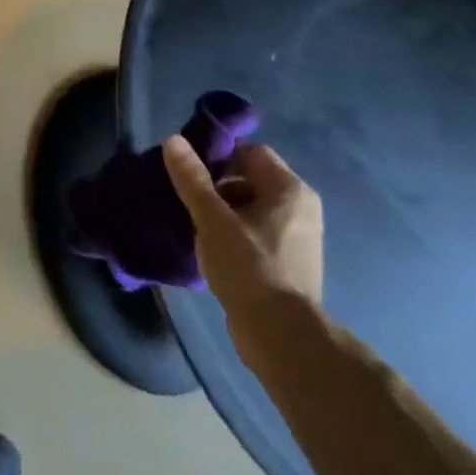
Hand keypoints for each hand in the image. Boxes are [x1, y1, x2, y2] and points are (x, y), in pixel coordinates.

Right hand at [163, 138, 323, 361]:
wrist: (281, 334)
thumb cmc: (249, 267)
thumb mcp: (212, 219)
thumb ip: (192, 179)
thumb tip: (174, 140)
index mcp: (290, 190)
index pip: (251, 153)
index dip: (219, 158)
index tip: (191, 177)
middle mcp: (301, 208)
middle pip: (252, 180)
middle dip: (218, 188)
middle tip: (190, 203)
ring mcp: (299, 237)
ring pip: (253, 208)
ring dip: (225, 213)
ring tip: (198, 228)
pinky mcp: (291, 263)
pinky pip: (258, 233)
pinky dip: (237, 235)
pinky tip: (214, 251)